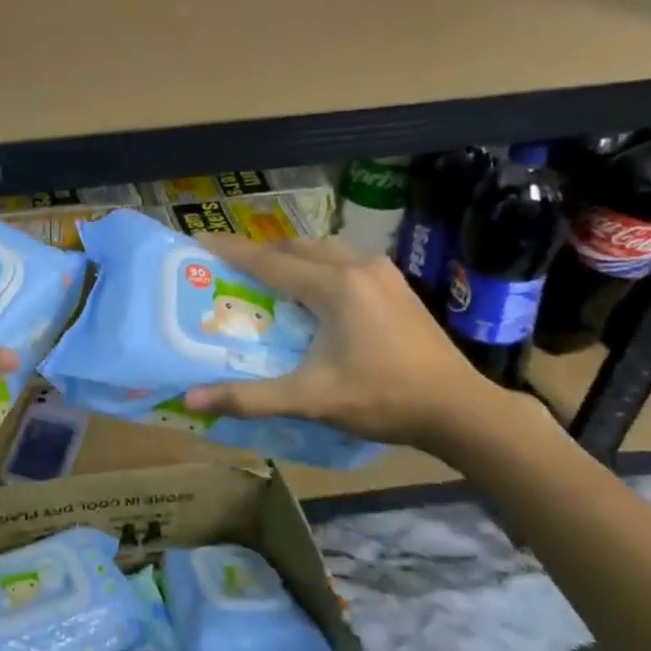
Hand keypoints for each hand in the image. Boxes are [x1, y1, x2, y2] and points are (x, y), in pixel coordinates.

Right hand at [182, 234, 498, 449]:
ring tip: (270, 280)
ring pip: (322, 249)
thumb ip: (249, 397)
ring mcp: (382, 272)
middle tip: (232, 271)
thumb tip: (190, 400)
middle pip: (295, 247)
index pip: (268, 260)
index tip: (199, 240)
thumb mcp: (311, 399)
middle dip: (260, 253)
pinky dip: (318, 266)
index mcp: (333, 286)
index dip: (230, 250)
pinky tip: (314, 293)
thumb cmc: (382, 399)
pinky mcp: (396, 285)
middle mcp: (356, 266)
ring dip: (292, 257)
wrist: (460, 410)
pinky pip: (344, 260)